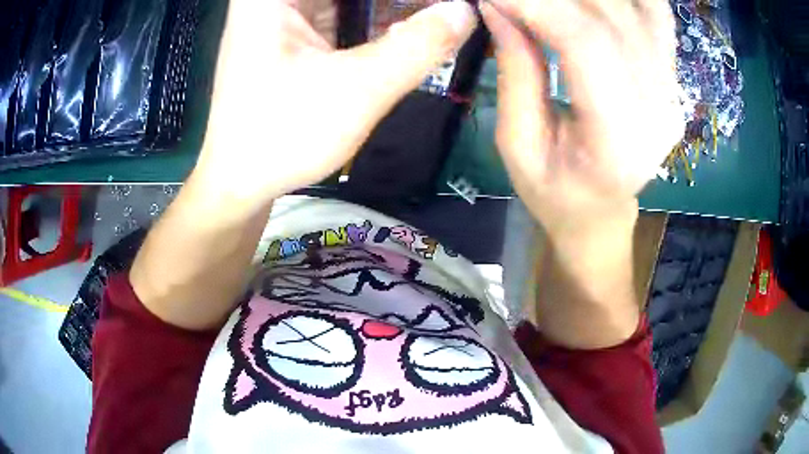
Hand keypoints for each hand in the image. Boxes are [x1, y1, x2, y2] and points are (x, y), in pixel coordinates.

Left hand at [192, 0, 476, 207]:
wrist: (240, 182)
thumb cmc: (283, 136)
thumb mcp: (358, 89)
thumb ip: (419, 45)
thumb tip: (466, 10)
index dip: (397, 0)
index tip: (441, 8)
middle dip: (397, 4)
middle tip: (444, 13)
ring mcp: (281, 13)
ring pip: (348, 0)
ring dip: (391, 8)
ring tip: (434, 18)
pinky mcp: (291, 33)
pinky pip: (342, 12)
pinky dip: (375, 19)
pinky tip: (407, 30)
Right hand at [480, 0, 682, 240]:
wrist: (602, 211)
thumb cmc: (556, 192)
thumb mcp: (518, 145)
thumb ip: (515, 70)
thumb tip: (496, 6)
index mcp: (618, 140)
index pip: (585, 43)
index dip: (538, 5)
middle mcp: (658, 109)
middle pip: (614, 17)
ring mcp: (671, 92)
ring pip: (638, 9)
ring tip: (549, 0)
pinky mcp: (671, 79)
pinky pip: (657, 17)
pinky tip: (597, 2)